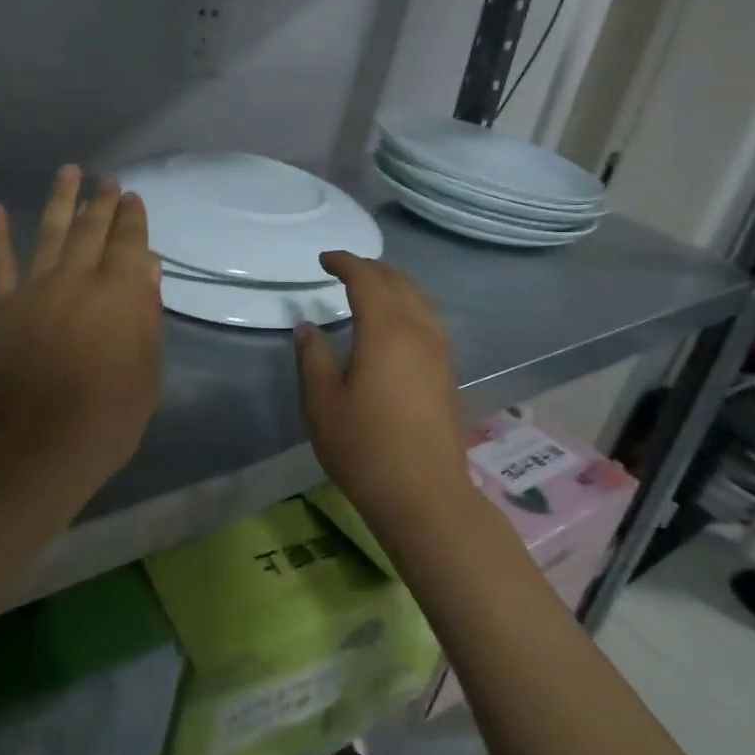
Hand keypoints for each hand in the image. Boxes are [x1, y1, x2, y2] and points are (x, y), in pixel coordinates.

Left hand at [0, 166, 163, 514]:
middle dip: (102, 202)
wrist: (35, 446)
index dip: (131, 218)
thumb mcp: (147, 373)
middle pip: (91, 231)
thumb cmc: (107, 418)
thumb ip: (147, 316)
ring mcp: (35, 290)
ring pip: (50, 234)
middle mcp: (78, 280)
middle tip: (107, 181)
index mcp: (120, 295)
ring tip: (69, 171)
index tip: (132, 198)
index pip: (129, 243)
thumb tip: (148, 268)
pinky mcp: (1, 308)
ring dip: (61, 200)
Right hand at [292, 252, 472, 528]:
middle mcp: (419, 332)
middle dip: (372, 269)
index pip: (368, 280)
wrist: (423, 494)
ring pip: (420, 301)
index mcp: (386, 330)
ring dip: (395, 286)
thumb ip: (312, 358)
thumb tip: (308, 327)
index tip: (325, 260)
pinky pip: (429, 321)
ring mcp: (439, 353)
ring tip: (372, 290)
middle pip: (400, 283)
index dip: (346, 263)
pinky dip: (409, 307)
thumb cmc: (364, 447)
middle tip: (346, 270)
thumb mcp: (322, 402)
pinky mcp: (447, 374)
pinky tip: (397, 326)